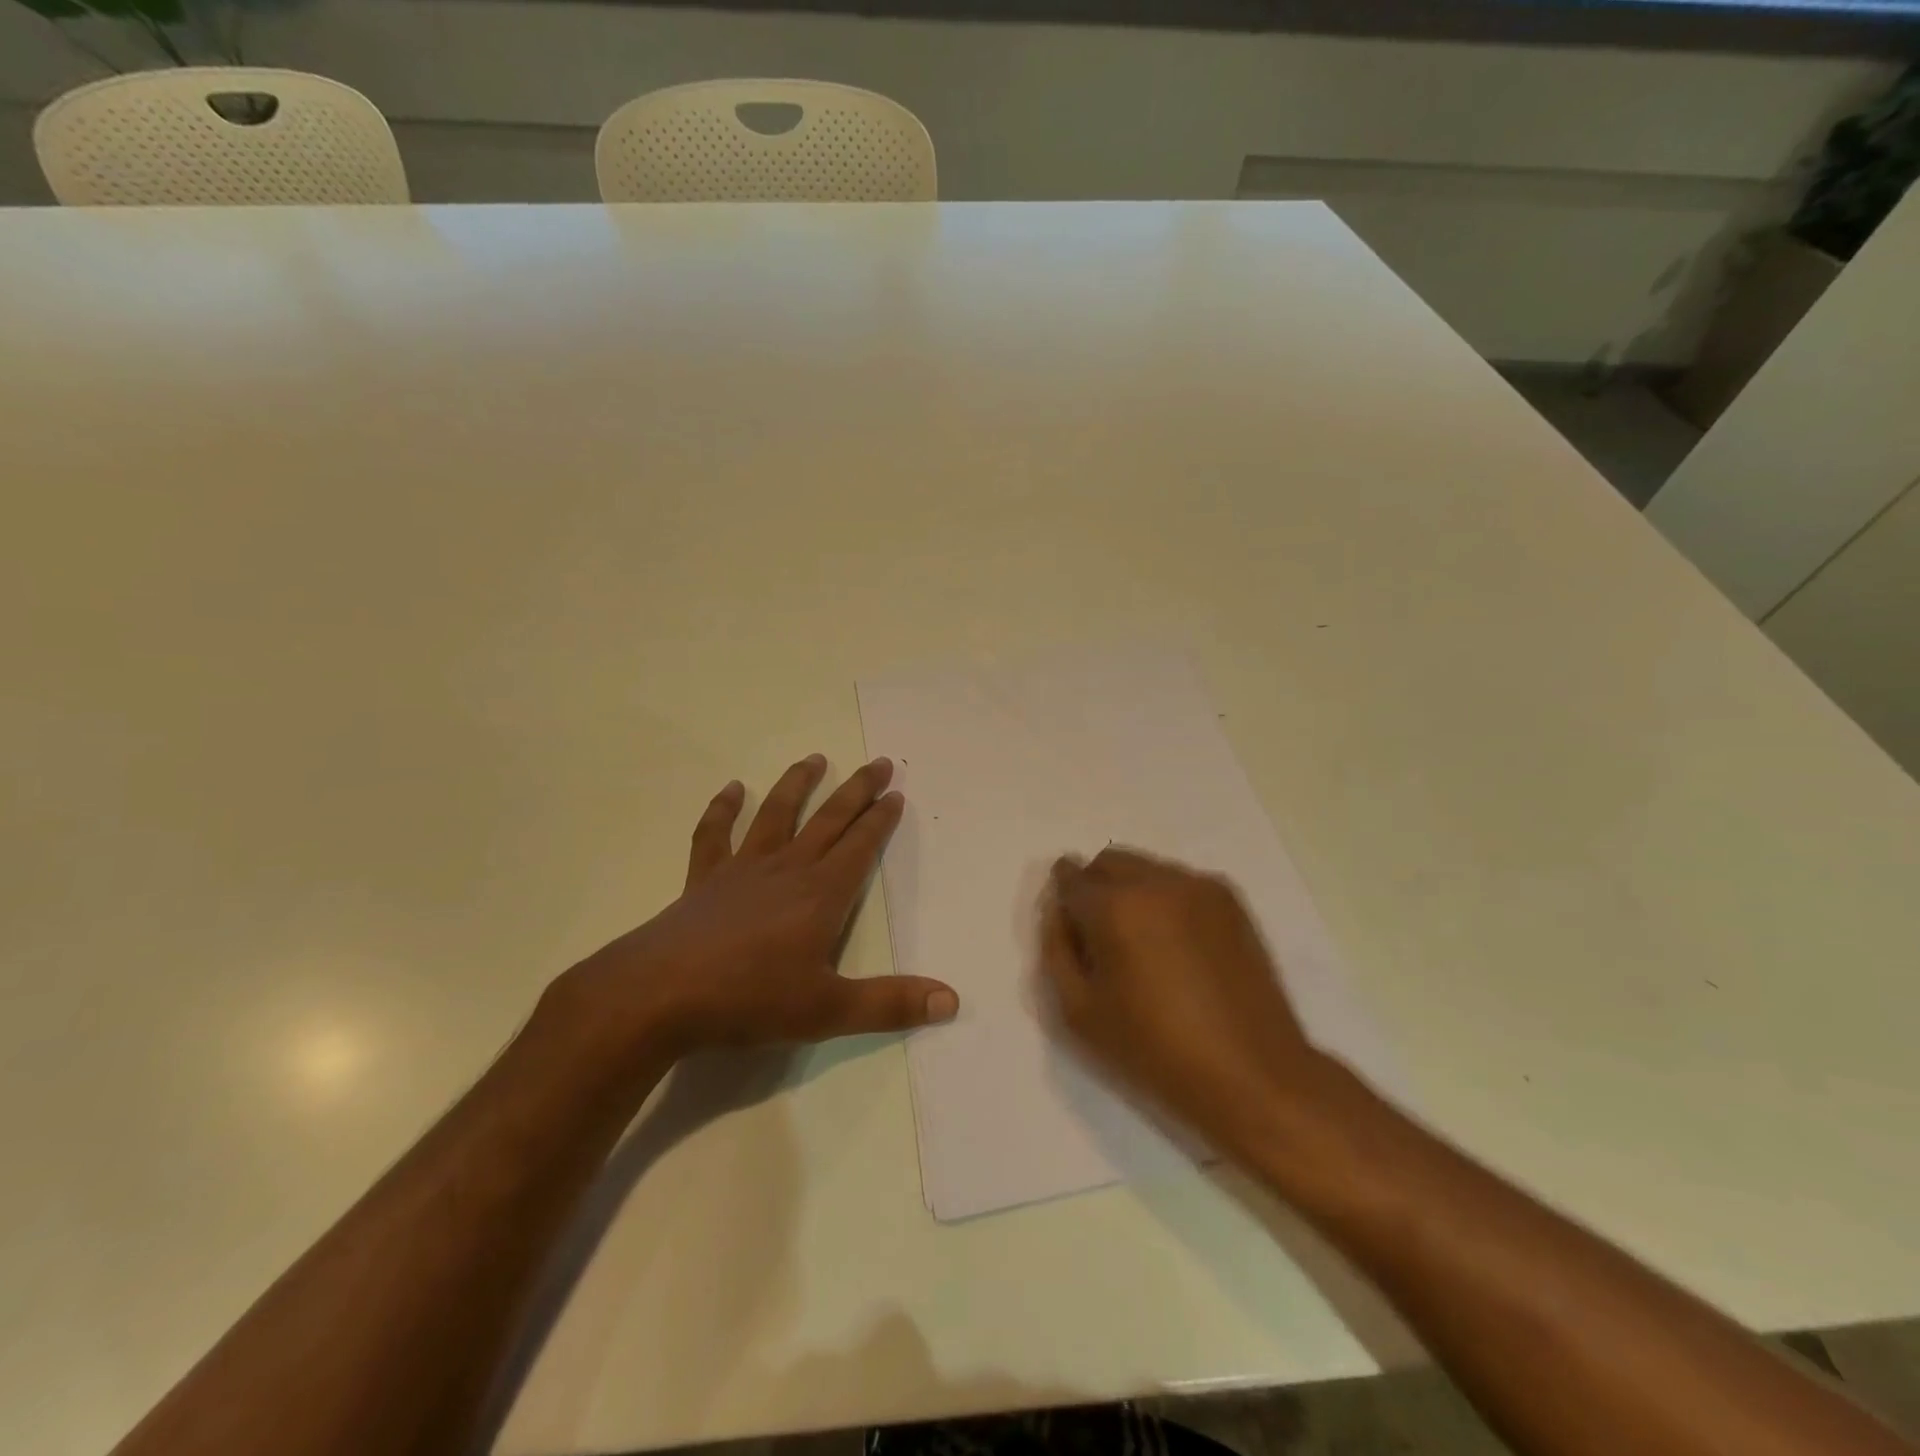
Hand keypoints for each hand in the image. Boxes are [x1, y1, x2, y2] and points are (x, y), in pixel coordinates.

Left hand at [548, 755, 957, 1063]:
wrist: (659, 995)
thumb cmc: (749, 1000)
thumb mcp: (828, 1010)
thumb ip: (890, 1003)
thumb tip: (951, 999)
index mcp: (821, 894)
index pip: (860, 846)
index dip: (881, 819)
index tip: (896, 794)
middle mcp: (787, 869)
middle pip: (829, 820)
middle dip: (857, 790)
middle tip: (879, 763)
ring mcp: (742, 869)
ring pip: (777, 815)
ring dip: (798, 785)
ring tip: (815, 758)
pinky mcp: (704, 879)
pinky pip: (714, 835)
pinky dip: (722, 810)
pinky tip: (730, 789)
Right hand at [1038, 847, 1329, 1150]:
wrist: (1252, 1074)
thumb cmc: (1154, 1051)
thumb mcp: (1079, 1011)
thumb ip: (1056, 949)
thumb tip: (1058, 910)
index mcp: (1114, 907)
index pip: (1070, 879)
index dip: (1062, 897)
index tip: (1067, 923)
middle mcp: (1156, 882)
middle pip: (1109, 862)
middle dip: (1095, 887)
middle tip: (1100, 936)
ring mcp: (1199, 886)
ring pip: (1146, 869)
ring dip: (1131, 891)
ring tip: (1143, 944)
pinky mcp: (1230, 899)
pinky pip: (1180, 882)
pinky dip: (1165, 899)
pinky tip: (1177, 945)